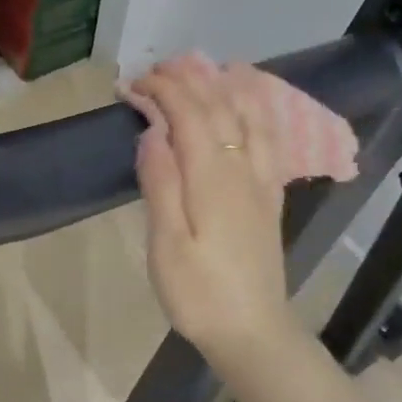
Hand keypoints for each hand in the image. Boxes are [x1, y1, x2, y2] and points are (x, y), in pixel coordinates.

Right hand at [131, 55, 303, 362]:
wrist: (253, 332)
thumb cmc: (199, 294)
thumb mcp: (166, 245)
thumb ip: (160, 185)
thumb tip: (151, 133)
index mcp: (212, 178)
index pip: (189, 115)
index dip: (162, 91)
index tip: (132, 83)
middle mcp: (242, 169)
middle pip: (218, 109)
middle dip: (187, 81)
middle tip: (155, 70)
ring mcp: (262, 181)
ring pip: (248, 117)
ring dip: (223, 87)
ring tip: (202, 69)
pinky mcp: (270, 196)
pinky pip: (269, 138)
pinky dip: (256, 110)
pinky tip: (249, 104)